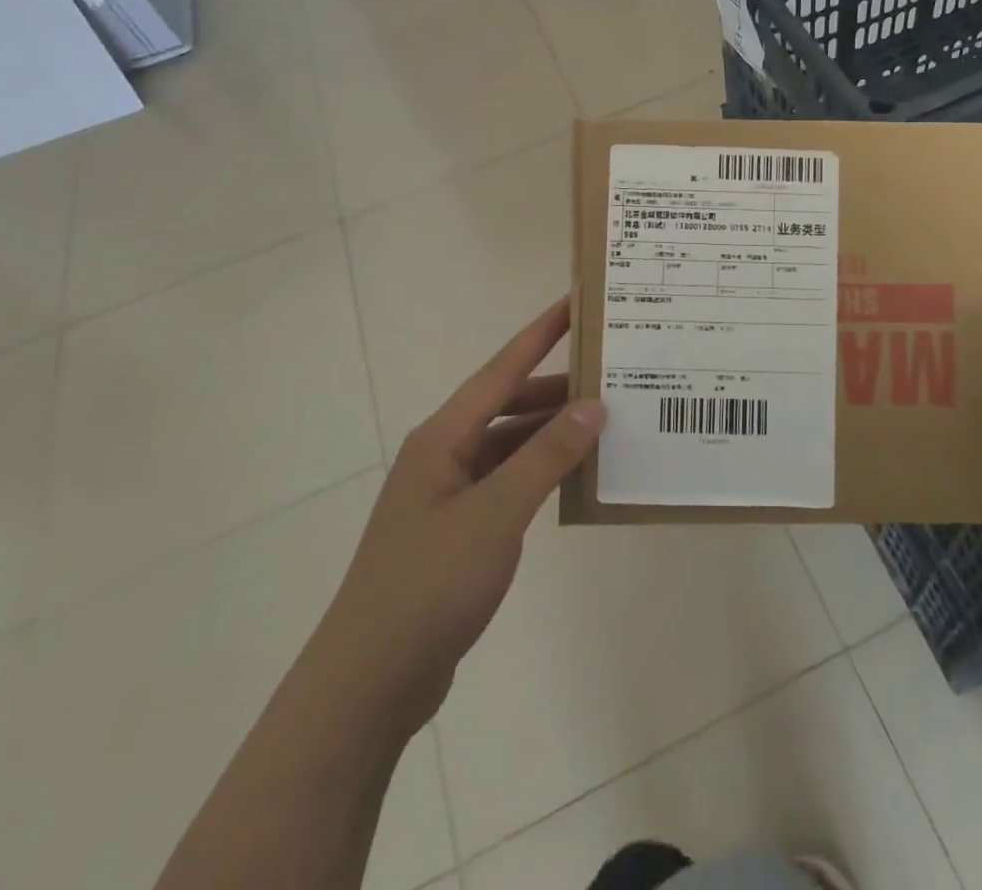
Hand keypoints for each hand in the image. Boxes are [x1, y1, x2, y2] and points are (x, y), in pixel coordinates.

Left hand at [332, 300, 604, 733]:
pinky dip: (539, 472)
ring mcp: (449, 493)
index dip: (540, 333)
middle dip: (556, 388)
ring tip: (605, 424)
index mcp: (443, 437)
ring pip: (509, 444)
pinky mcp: (457, 530)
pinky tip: (573, 478)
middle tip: (611, 375)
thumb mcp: (496, 513)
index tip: (576, 302)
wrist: (370, 681)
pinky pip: (507, 481)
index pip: (501, 369)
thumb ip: (546, 456)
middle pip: (507, 404)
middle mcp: (444, 454)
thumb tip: (593, 405)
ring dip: (550, 433)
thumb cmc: (430, 584)